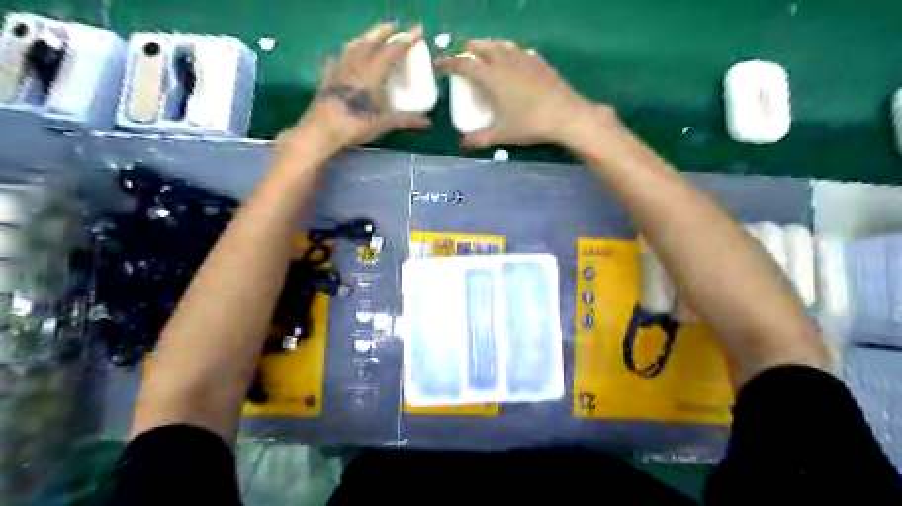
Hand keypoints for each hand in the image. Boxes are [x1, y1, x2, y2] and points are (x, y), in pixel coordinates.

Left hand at [285, 23, 433, 156]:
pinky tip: (339, 57)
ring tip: (370, 36)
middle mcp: (355, 67)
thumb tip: (428, 122)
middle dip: (383, 31)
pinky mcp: (327, 80)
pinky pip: (335, 62)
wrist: (322, 131)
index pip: (392, 50)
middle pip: (370, 42)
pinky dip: (341, 57)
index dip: (406, 40)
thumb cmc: (355, 125)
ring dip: (363, 38)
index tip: (418, 30)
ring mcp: (339, 71)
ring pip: (352, 47)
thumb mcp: (385, 123)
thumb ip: (407, 120)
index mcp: (371, 73)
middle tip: (394, 26)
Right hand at [438, 39, 621, 150]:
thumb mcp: (502, 134)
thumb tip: (463, 144)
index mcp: (491, 76)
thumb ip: (480, 138)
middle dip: (467, 50)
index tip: (439, 66)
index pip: (463, 64)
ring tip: (483, 56)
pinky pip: (517, 51)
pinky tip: (511, 63)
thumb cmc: (530, 124)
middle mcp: (505, 61)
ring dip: (487, 47)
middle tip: (462, 60)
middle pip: (481, 47)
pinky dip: (507, 53)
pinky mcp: (538, 62)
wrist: (567, 116)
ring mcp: (523, 59)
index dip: (448, 64)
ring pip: (500, 45)